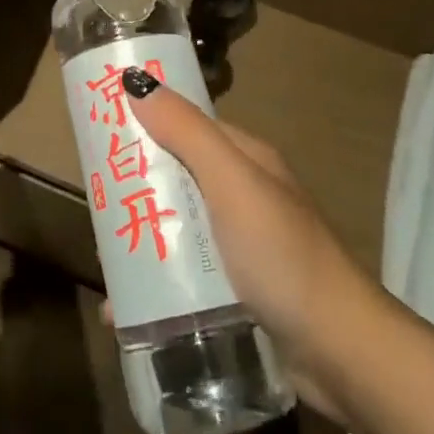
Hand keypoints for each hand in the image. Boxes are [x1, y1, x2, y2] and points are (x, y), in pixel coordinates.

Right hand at [124, 79, 378, 421]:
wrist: (341, 353)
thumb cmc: (282, 255)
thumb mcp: (231, 183)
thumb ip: (186, 132)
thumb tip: (136, 81)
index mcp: (245, 160)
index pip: (186, 127)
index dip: (145, 123)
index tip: (99, 132)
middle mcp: (243, 196)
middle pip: (176, 179)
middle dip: (135, 190)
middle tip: (92, 205)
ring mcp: (242, 247)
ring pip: (177, 231)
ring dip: (141, 242)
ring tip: (104, 263)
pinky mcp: (238, 293)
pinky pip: (186, 279)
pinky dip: (156, 286)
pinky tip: (126, 309)